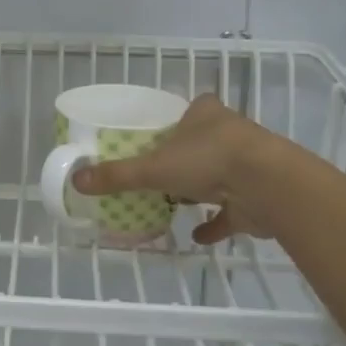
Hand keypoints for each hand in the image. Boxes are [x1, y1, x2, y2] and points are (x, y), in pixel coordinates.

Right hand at [71, 94, 282, 244]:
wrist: (268, 186)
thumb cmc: (208, 159)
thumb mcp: (154, 166)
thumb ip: (118, 174)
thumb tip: (77, 179)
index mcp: (205, 114)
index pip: (189, 110)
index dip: (175, 121)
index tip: (158, 136)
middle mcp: (229, 133)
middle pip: (202, 142)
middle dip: (184, 157)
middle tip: (158, 172)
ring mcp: (247, 165)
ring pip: (218, 175)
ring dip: (199, 189)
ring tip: (174, 201)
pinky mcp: (256, 197)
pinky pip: (230, 212)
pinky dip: (214, 223)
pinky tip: (197, 235)